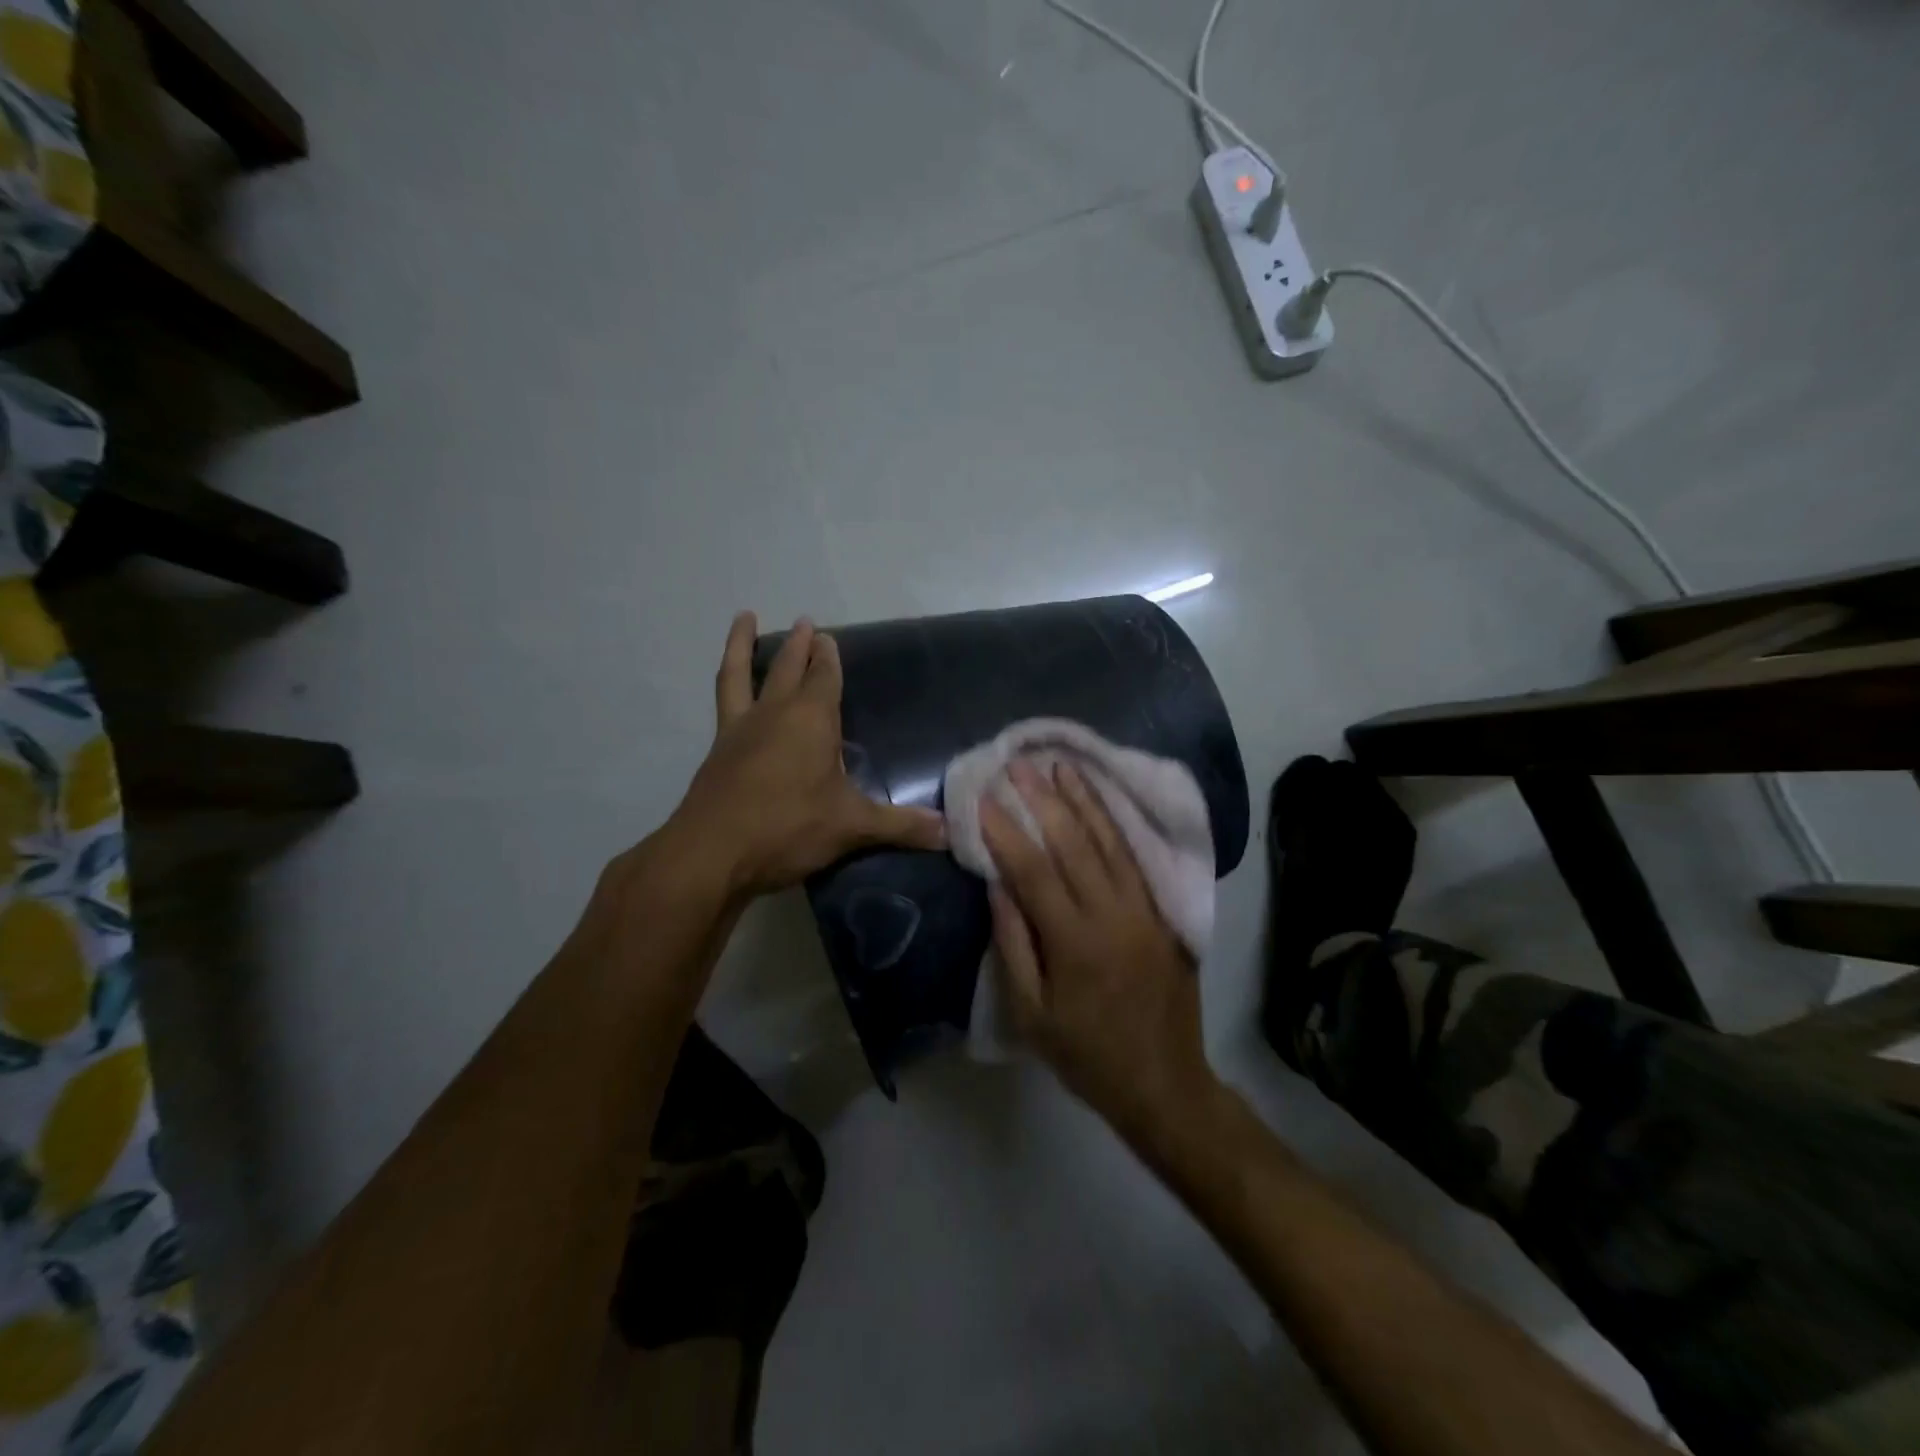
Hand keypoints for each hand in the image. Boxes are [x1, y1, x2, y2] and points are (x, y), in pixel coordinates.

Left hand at [665, 613, 945, 898]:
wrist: (712, 853)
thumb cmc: (789, 827)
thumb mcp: (852, 826)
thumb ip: (901, 825)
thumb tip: (950, 831)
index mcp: (811, 719)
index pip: (824, 677)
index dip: (828, 658)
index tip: (827, 638)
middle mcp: (774, 713)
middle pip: (787, 667)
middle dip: (797, 644)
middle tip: (803, 623)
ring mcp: (740, 729)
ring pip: (741, 674)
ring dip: (743, 645)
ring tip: (744, 618)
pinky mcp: (717, 751)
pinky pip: (723, 703)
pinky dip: (728, 685)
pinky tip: (730, 693)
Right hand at [982, 760, 1219, 1150]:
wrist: (1166, 1084)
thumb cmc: (1086, 1055)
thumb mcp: (1032, 1014)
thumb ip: (1013, 944)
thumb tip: (997, 885)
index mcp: (1075, 943)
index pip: (1033, 871)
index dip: (1006, 832)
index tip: (984, 799)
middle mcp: (1113, 915)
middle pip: (1074, 844)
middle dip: (1043, 800)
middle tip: (1019, 765)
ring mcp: (1145, 910)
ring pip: (1110, 842)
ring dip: (1084, 800)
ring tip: (1061, 766)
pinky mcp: (1165, 912)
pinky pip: (1137, 858)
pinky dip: (1117, 824)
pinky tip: (1103, 801)